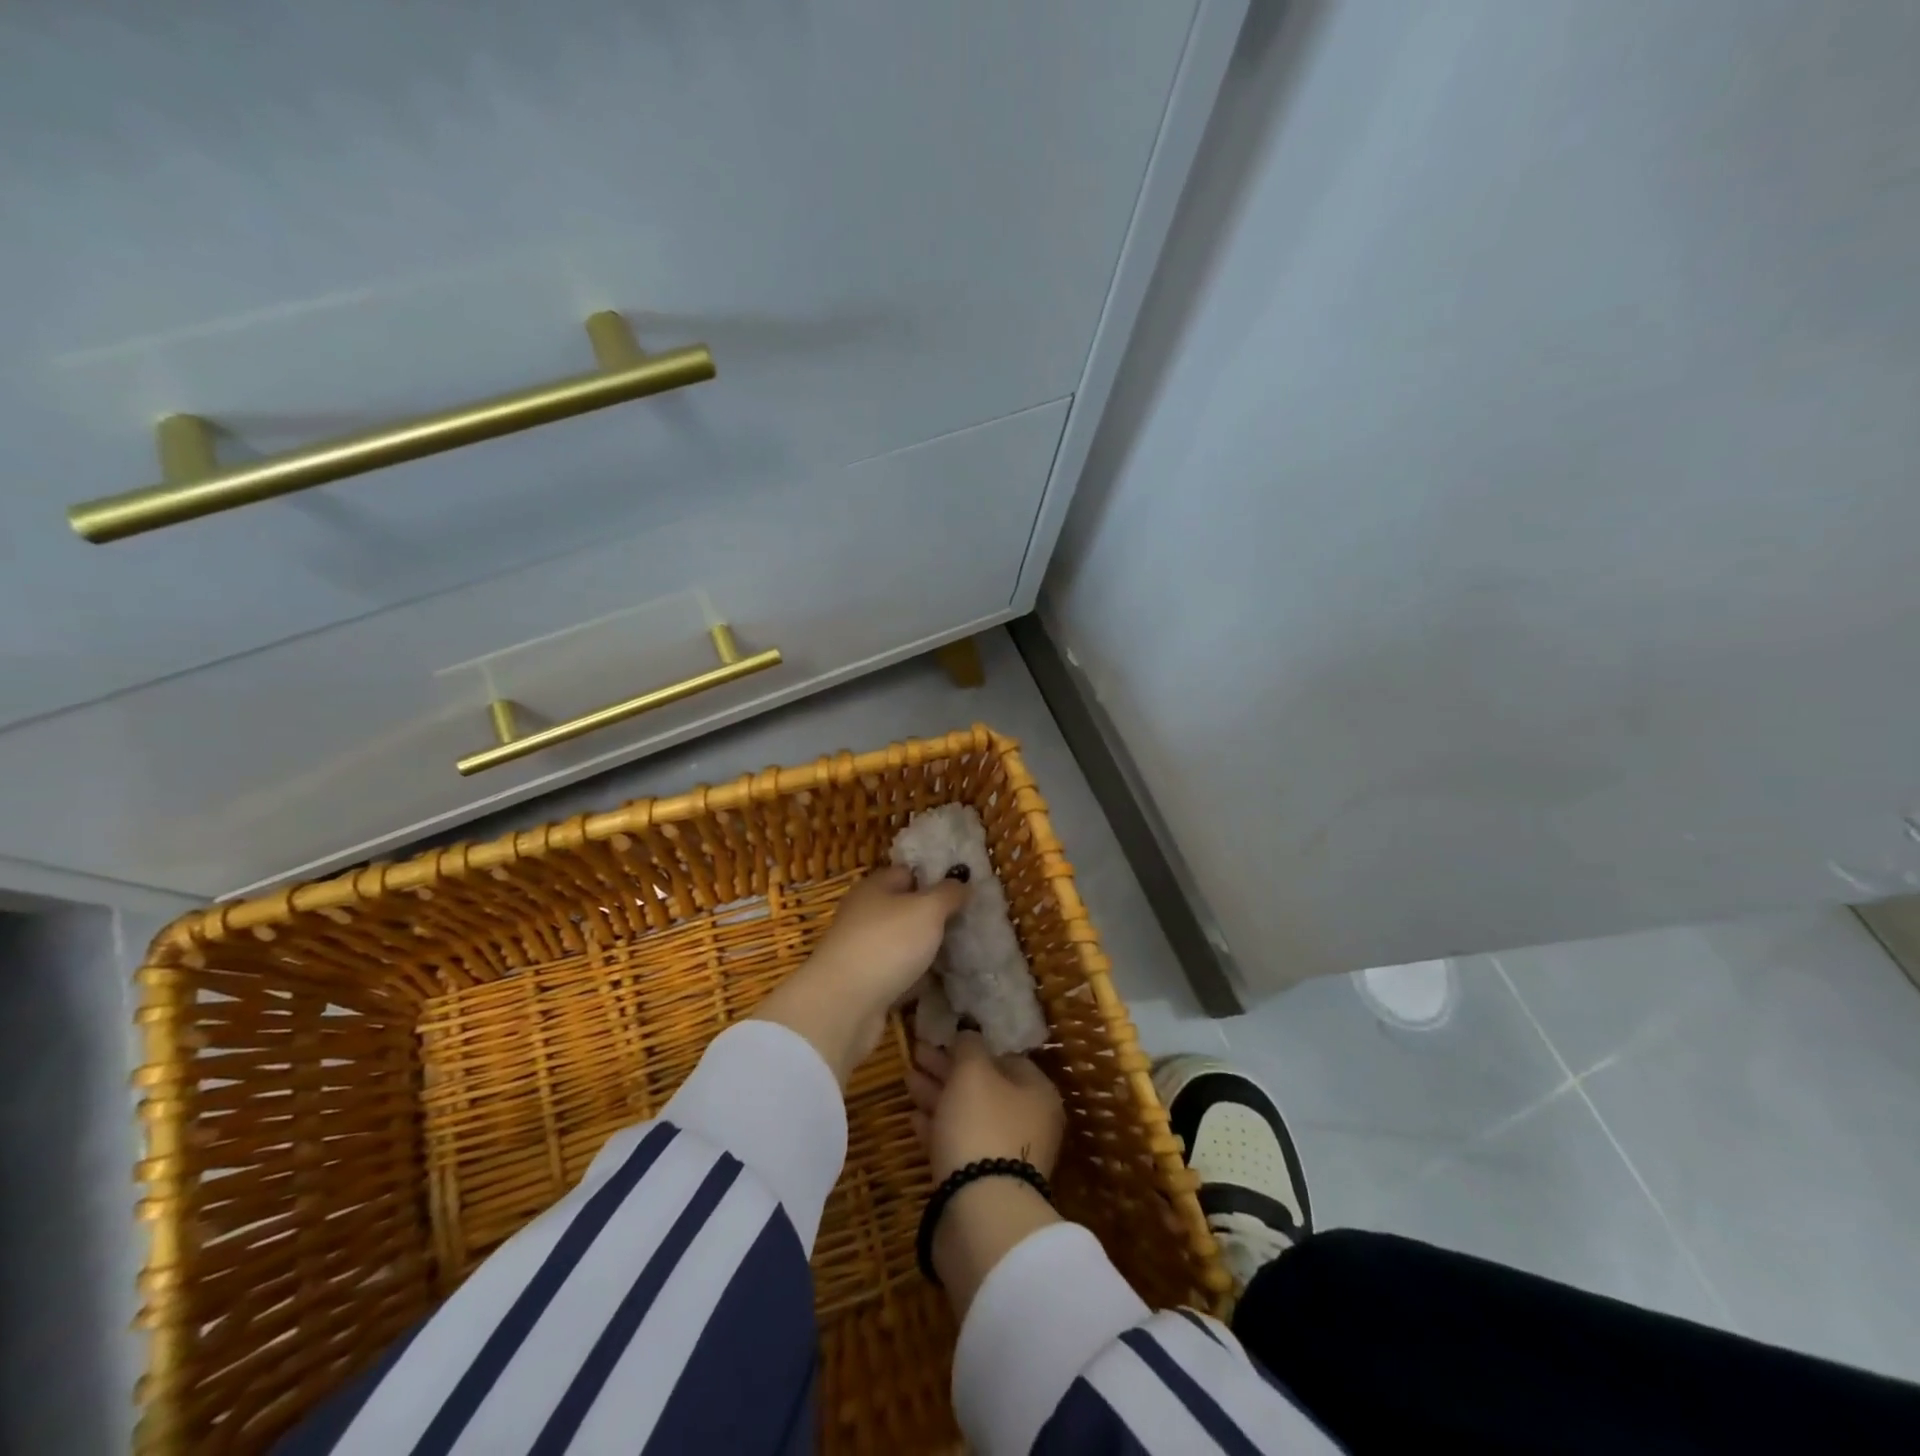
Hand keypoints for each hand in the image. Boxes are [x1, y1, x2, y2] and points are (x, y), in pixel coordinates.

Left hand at [750, 865, 967, 1083]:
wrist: (843, 1006)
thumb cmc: (887, 943)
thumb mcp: (927, 909)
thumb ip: (948, 894)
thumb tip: (962, 883)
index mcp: (874, 888)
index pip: (907, 873)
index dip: (935, 878)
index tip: (965, 890)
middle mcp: (865, 915)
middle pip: (906, 910)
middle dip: (935, 917)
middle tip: (969, 924)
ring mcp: (864, 951)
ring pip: (904, 944)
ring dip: (928, 950)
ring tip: (963, 953)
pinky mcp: (866, 985)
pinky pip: (900, 975)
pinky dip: (918, 979)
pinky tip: (943, 983)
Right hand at [907, 1031, 1066, 1315]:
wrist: (981, 1213)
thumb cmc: (982, 1125)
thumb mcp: (973, 1071)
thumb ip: (969, 1045)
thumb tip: (968, 1034)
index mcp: (1036, 1091)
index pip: (1004, 1056)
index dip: (971, 1044)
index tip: (942, 1037)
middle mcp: (1028, 1121)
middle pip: (983, 1085)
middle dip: (948, 1069)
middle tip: (916, 1053)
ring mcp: (1006, 1154)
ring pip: (967, 1114)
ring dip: (938, 1095)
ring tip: (907, 1079)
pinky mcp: (982, 1182)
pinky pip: (958, 1143)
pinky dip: (937, 1127)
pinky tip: (913, 1118)